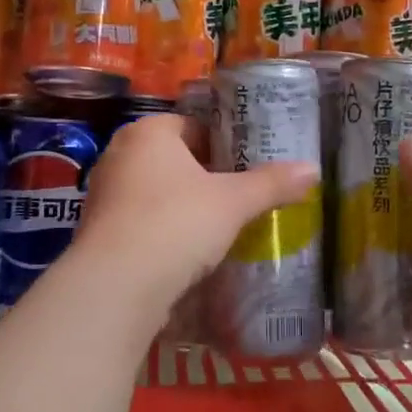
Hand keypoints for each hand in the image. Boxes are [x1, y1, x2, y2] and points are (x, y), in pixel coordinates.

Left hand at [71, 114, 318, 319]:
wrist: (117, 285)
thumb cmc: (176, 223)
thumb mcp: (233, 202)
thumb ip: (271, 184)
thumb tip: (313, 169)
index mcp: (148, 132)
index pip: (192, 125)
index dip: (223, 143)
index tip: (248, 165)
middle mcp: (119, 155)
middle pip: (173, 159)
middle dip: (204, 177)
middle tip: (240, 196)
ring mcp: (103, 195)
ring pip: (155, 192)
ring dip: (183, 207)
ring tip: (219, 227)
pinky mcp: (98, 232)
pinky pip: (140, 223)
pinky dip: (163, 232)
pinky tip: (188, 253)